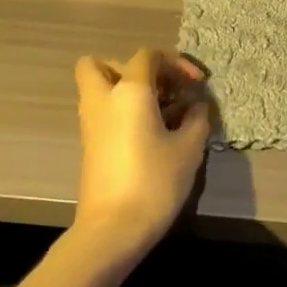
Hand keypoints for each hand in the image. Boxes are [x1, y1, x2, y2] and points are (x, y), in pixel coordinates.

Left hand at [72, 48, 211, 261]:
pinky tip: (151, 134)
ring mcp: (91, 124)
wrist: (112, 229)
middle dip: (131, 69)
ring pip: (99, 89)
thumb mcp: (189, 148)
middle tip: (160, 89)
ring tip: (160, 113)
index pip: (148, 56)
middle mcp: (103, 99)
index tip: (197, 84)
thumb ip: (196, 119)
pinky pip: (103, 112)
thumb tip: (196, 106)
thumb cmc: (154, 181)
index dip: (176, 63)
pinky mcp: (90, 146)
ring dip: (126, 91)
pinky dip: (122, 113)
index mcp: (129, 91)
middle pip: (102, 64)